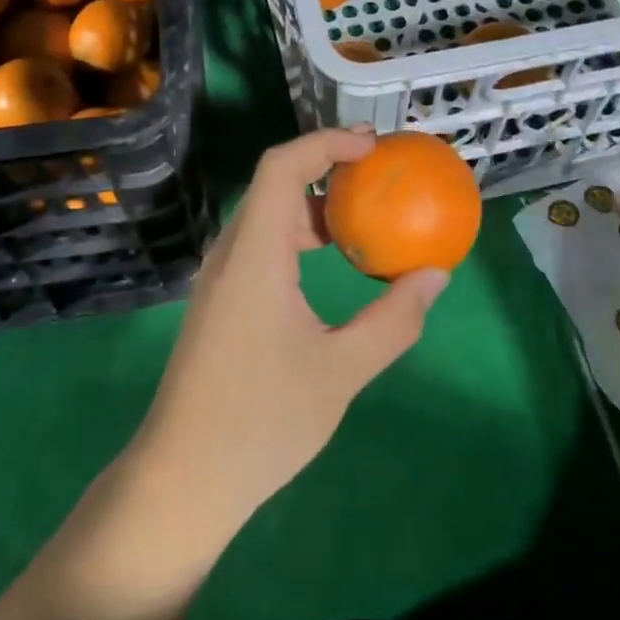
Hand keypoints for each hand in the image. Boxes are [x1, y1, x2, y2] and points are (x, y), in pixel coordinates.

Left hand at [127, 128, 450, 538]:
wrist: (184, 477)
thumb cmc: (262, 422)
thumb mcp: (341, 372)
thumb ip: (393, 320)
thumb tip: (436, 275)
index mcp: (255, 254)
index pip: (282, 167)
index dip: (326, 142)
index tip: (373, 147)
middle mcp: (231, 252)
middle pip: (274, 182)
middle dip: (327, 165)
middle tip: (379, 173)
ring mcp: (221, 275)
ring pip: (268, 213)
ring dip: (314, 203)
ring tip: (364, 213)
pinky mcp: (221, 297)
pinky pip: (262, 242)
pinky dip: (299, 234)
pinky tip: (331, 261)